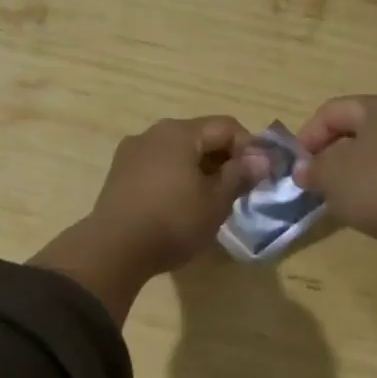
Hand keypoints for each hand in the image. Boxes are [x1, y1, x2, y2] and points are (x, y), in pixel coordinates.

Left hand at [31, 116, 266, 321]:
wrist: (114, 250)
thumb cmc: (173, 222)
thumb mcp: (216, 201)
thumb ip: (240, 175)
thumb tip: (262, 159)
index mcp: (179, 132)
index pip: (227, 127)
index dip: (250, 148)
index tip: (260, 176)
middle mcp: (153, 133)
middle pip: (200, 137)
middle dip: (224, 159)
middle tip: (239, 190)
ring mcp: (132, 152)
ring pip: (178, 153)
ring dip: (200, 170)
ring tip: (211, 201)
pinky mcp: (119, 174)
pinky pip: (158, 167)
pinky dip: (177, 178)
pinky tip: (181, 205)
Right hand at [295, 91, 376, 314]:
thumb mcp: (332, 176)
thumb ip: (313, 169)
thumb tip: (304, 169)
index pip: (332, 111)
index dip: (307, 136)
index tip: (297, 164)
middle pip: (360, 125)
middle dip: (334, 149)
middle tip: (318, 175)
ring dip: (359, 163)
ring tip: (343, 189)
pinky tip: (374, 198)